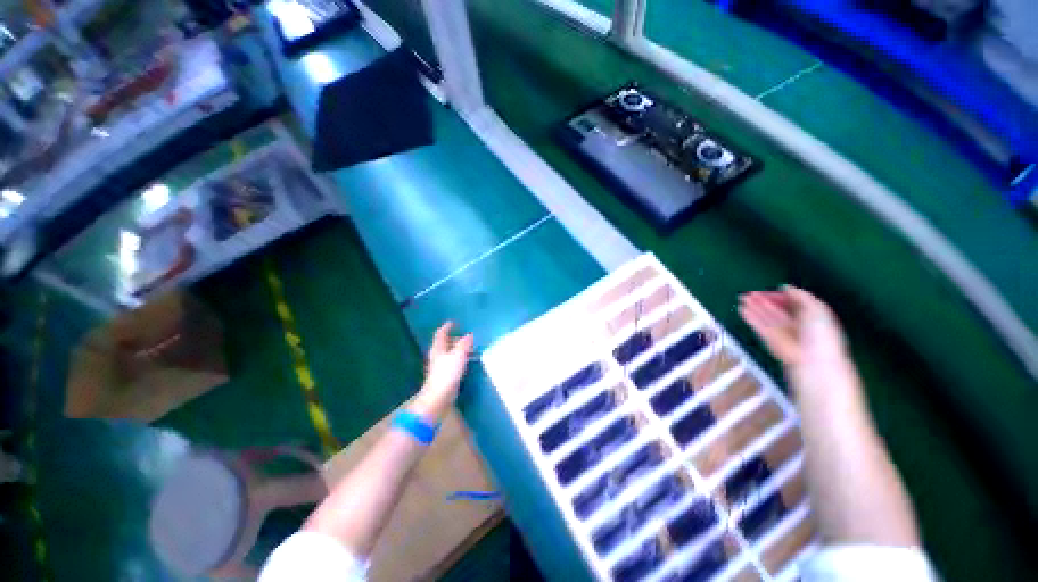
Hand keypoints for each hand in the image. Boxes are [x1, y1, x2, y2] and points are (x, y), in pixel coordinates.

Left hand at [413, 322, 473, 419]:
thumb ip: (464, 344)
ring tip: (468, 347)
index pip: (441, 334)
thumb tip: (470, 335)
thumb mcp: (458, 355)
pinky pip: (452, 362)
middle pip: (444, 343)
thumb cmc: (447, 373)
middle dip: (453, 338)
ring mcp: (440, 366)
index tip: (453, 322)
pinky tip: (466, 361)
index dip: (446, 327)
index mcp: (438, 348)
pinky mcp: (444, 375)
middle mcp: (437, 355)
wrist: (439, 396)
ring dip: (457, 348)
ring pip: (449, 353)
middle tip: (465, 336)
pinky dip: (459, 358)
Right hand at [738, 286, 847, 369]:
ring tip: (742, 299)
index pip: (794, 303)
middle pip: (778, 311)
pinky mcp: (773, 342)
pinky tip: (743, 311)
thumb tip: (786, 287)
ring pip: (767, 318)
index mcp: (813, 317)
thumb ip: (801, 296)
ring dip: (754, 308)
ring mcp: (785, 334)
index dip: (782, 296)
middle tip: (749, 294)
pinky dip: (751, 318)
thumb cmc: (820, 335)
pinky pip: (761, 328)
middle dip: (764, 301)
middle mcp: (798, 325)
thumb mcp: (818, 309)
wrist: (812, 363)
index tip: (769, 290)